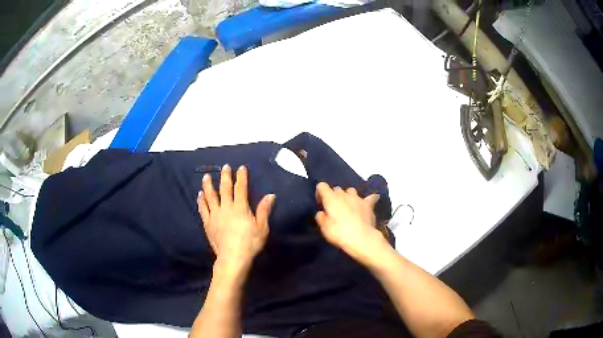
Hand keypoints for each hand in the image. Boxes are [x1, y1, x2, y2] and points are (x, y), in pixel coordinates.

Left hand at [197, 165, 274, 276]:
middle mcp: (226, 207)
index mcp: (240, 208)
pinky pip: (203, 209)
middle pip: (224, 188)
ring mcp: (215, 215)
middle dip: (225, 176)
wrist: (233, 258)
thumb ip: (264, 210)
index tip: (241, 168)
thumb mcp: (262, 228)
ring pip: (210, 196)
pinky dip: (201, 201)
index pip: (241, 188)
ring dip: (208, 185)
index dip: (241, 177)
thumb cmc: (250, 243)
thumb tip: (270, 195)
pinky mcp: (208, 223)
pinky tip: (199, 195)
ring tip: (206, 176)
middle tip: (225, 166)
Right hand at [315, 182, 389, 265]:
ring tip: (348, 205)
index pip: (322, 186)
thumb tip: (322, 212)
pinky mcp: (368, 204)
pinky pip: (370, 197)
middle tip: (334, 209)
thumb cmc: (339, 233)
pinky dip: (369, 199)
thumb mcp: (324, 227)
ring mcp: (358, 198)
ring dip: (348, 196)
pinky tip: (370, 202)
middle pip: (337, 189)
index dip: (319, 193)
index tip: (321, 204)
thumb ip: (320, 217)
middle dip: (334, 196)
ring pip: (351, 191)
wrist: (361, 238)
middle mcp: (344, 194)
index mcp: (331, 198)